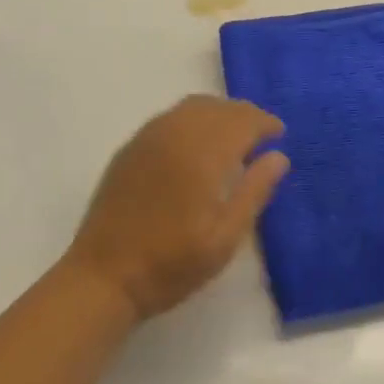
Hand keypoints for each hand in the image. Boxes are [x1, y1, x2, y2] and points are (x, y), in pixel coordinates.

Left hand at [64, 96, 290, 322]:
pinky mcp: (132, 146)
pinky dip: (193, 119)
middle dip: (244, 115)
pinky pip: (171, 116)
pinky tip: (196, 144)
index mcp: (202, 152)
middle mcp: (177, 132)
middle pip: (219, 107)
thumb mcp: (223, 239)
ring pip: (194, 106)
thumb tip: (279, 156)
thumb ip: (254, 192)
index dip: (264, 123)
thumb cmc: (170, 264)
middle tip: (260, 136)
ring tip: (232, 137)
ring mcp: (150, 135)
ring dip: (219, 113)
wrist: (103, 277)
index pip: (242, 120)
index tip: (279, 134)